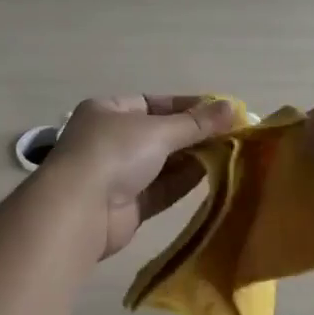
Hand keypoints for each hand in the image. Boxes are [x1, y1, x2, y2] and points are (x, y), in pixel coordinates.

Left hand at [44, 95, 238, 258]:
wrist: (79, 211)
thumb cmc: (114, 153)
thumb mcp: (158, 130)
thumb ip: (196, 123)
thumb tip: (233, 107)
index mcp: (109, 111)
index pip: (154, 103)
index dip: (189, 106)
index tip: (222, 111)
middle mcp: (112, 139)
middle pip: (161, 134)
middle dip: (195, 134)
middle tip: (234, 134)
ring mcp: (118, 174)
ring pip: (164, 163)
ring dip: (194, 158)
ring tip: (231, 153)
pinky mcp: (128, 206)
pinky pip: (162, 189)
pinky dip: (185, 182)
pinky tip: (214, 175)